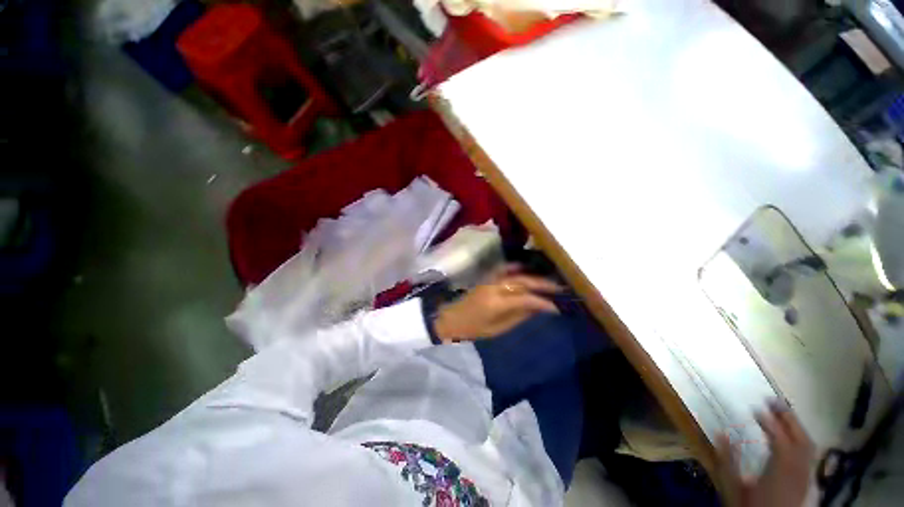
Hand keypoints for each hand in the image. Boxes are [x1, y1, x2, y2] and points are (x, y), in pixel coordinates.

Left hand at [433, 268, 560, 341]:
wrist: (451, 317)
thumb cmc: (474, 328)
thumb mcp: (498, 329)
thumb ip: (519, 316)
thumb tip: (538, 308)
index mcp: (497, 303)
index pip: (526, 299)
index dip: (543, 302)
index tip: (556, 308)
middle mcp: (495, 287)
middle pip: (523, 282)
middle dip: (543, 285)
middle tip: (559, 288)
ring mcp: (490, 280)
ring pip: (516, 274)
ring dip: (533, 275)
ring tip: (548, 279)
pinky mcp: (486, 278)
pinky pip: (504, 269)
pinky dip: (516, 268)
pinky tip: (525, 268)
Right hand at [717, 401, 814, 506]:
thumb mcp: (733, 487)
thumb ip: (728, 461)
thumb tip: (721, 432)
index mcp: (779, 473)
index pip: (780, 441)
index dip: (770, 422)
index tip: (756, 408)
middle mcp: (798, 472)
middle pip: (801, 440)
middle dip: (788, 418)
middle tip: (773, 400)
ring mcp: (805, 477)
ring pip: (809, 446)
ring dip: (796, 426)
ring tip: (783, 412)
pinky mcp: (806, 481)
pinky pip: (809, 455)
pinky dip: (801, 439)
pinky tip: (791, 435)